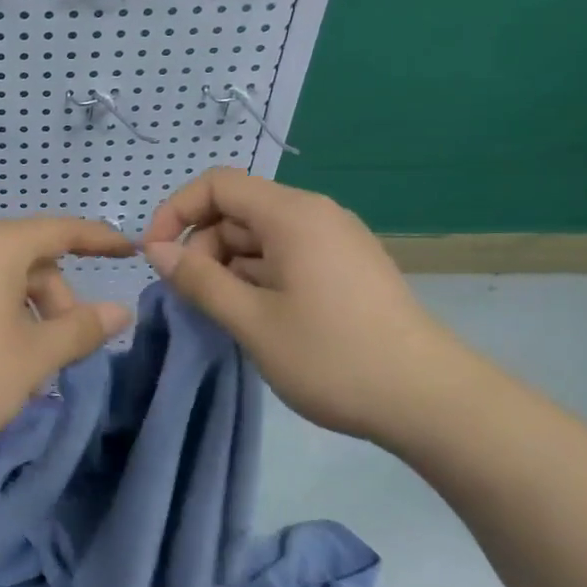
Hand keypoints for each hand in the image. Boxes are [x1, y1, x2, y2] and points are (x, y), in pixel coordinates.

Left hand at [0, 216, 136, 449]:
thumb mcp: (33, 356)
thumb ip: (80, 329)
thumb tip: (119, 310)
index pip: (63, 230)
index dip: (101, 240)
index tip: (130, 251)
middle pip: (32, 260)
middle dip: (58, 301)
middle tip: (63, 353)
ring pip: (3, 281)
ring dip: (28, 316)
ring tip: (28, 368)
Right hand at [142, 168, 473, 441]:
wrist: (431, 401)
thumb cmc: (333, 357)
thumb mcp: (252, 321)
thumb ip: (199, 280)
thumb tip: (156, 250)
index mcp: (292, 214)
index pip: (217, 184)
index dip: (176, 211)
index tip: (155, 255)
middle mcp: (315, 214)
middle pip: (238, 210)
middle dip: (203, 247)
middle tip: (194, 298)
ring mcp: (335, 240)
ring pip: (260, 236)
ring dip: (229, 267)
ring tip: (228, 316)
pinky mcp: (346, 267)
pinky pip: (286, 255)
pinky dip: (258, 277)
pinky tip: (259, 318)